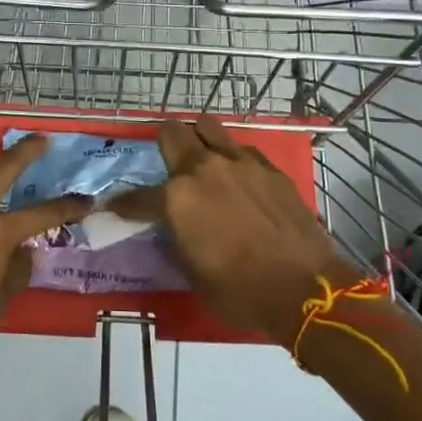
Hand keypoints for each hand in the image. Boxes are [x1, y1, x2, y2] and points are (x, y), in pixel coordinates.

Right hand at [115, 118, 356, 346]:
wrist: (303, 289)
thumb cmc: (239, 292)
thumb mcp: (192, 273)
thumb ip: (177, 238)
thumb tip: (172, 227)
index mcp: (177, 198)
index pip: (138, 196)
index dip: (125, 203)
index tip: (118, 206)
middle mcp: (205, 169)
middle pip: (173, 133)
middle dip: (164, 145)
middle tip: (168, 165)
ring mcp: (240, 163)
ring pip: (209, 128)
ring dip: (200, 140)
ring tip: (204, 161)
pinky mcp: (270, 168)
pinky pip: (243, 150)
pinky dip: (234, 160)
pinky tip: (240, 180)